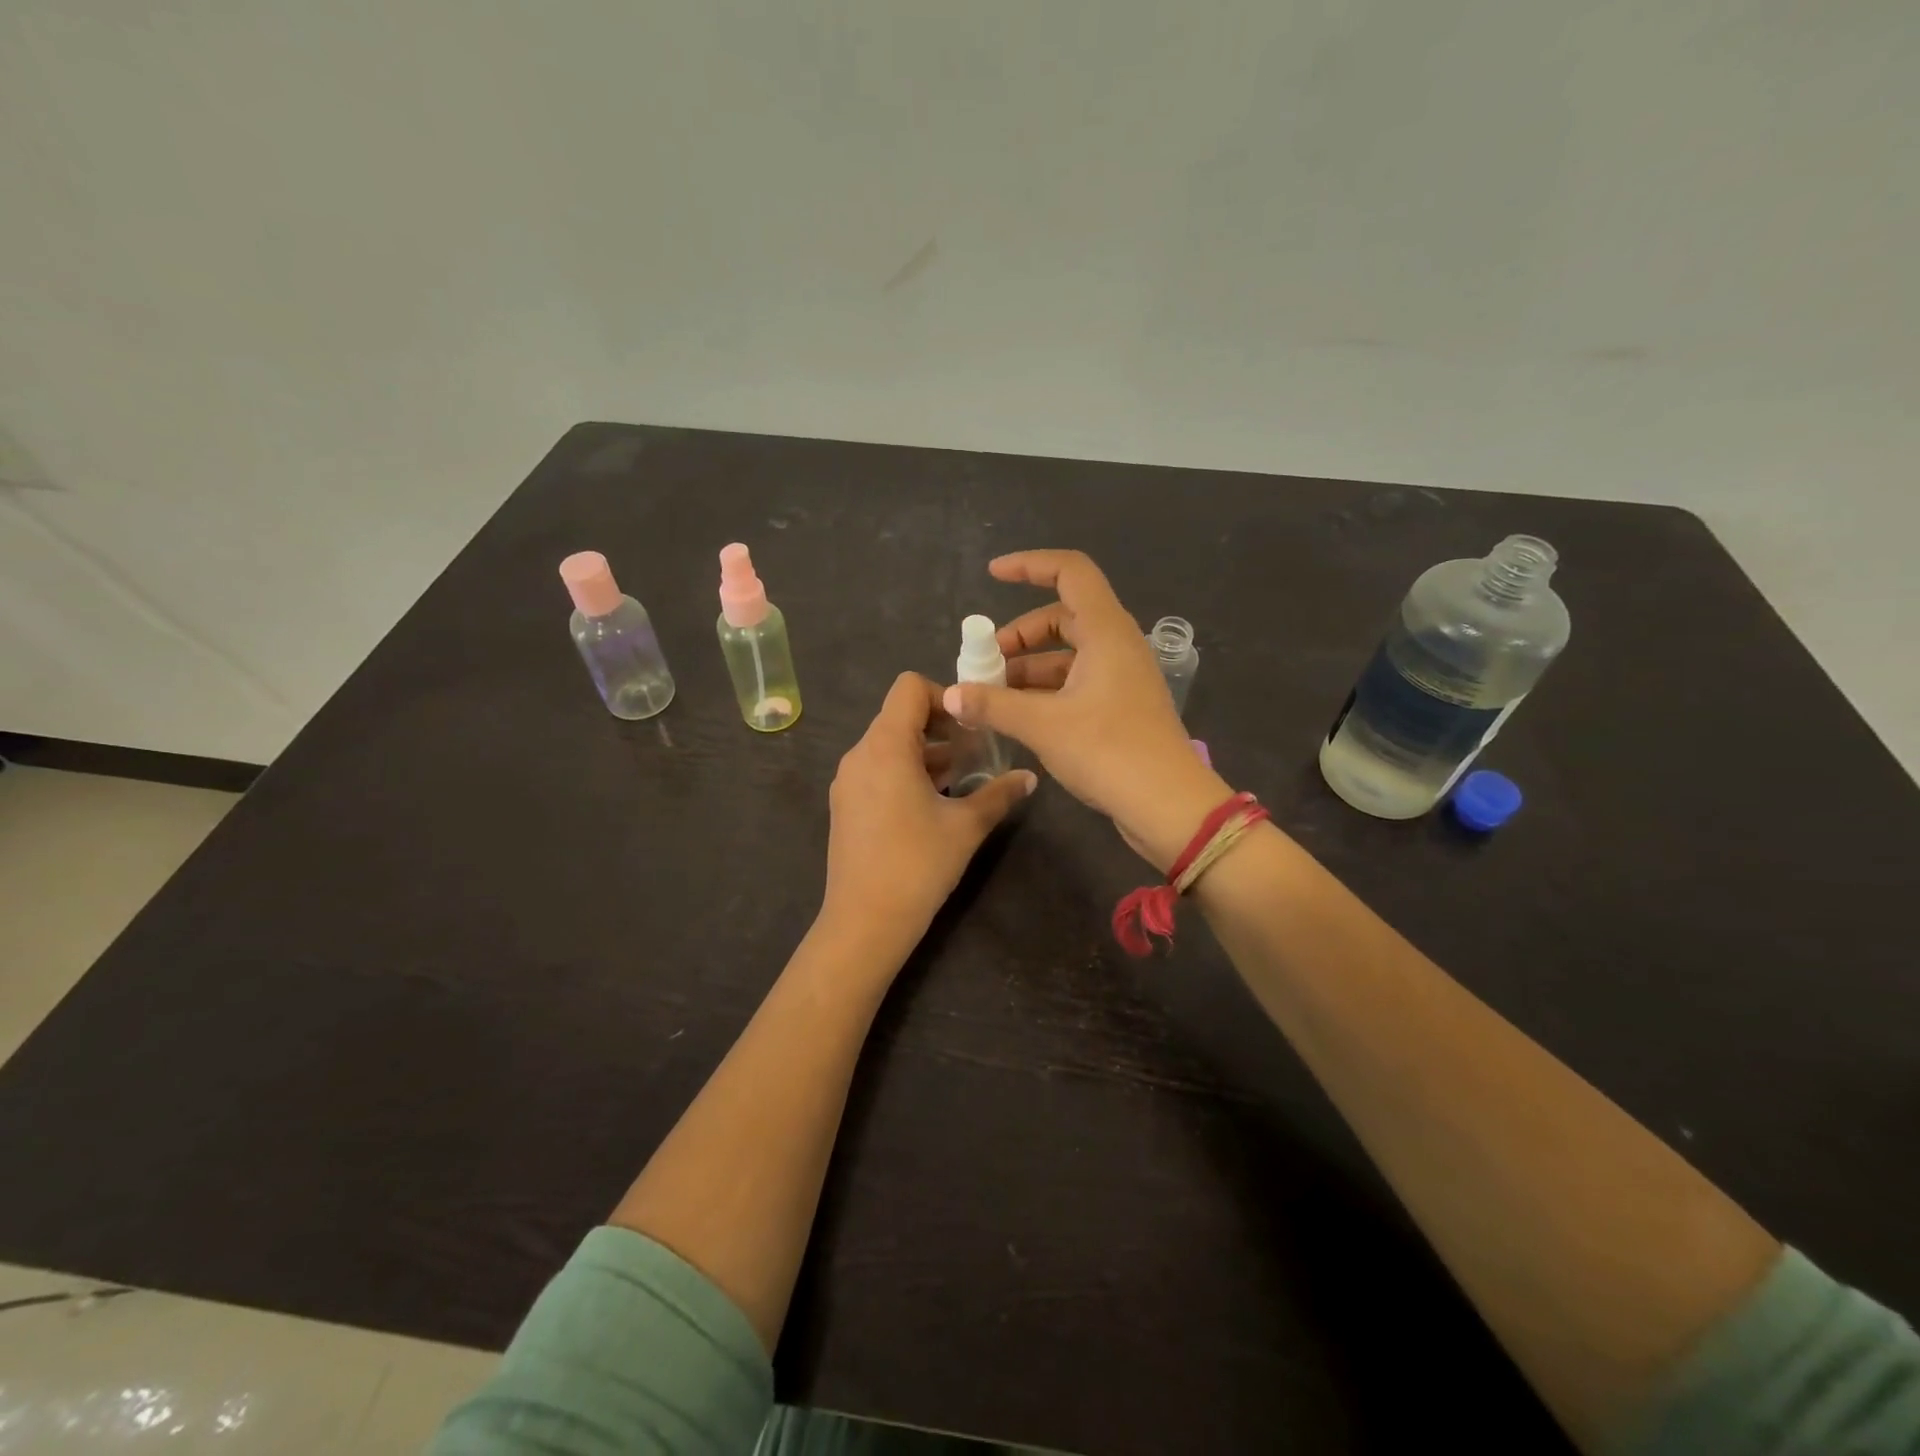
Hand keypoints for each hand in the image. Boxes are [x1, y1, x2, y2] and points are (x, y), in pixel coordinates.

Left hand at [820, 672, 1036, 960]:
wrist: (864, 921)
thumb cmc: (918, 864)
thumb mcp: (967, 826)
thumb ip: (999, 793)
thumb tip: (1030, 778)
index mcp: (885, 746)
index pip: (909, 688)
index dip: (945, 696)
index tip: (972, 728)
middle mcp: (860, 754)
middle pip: (899, 715)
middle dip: (941, 727)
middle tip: (975, 753)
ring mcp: (847, 780)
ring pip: (889, 744)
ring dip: (926, 752)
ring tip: (960, 779)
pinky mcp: (845, 804)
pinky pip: (877, 769)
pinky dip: (905, 771)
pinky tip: (932, 803)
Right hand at [943, 550, 1230, 871]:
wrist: (1167, 805)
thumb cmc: (1109, 751)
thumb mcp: (1043, 725)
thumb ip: (993, 705)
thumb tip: (950, 694)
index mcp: (1106, 632)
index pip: (1070, 572)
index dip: (1030, 565)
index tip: (992, 575)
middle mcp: (1117, 646)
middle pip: (1063, 617)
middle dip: (1020, 634)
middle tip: (986, 663)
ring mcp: (1121, 678)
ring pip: (1068, 655)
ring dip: (1028, 668)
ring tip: (991, 694)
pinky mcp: (1120, 707)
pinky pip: (1076, 683)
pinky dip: (1045, 691)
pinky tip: (1017, 716)